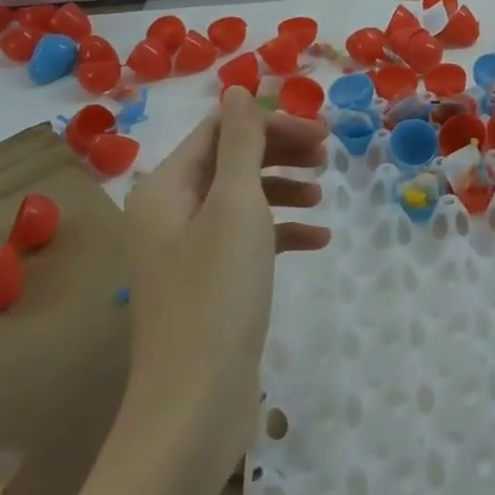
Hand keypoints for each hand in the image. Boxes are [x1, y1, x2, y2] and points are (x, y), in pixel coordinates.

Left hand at [120, 88, 327, 481]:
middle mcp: (169, 212)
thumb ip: (240, 143)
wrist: (194, 406)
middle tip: (328, 154)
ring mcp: (187, 250)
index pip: (220, 130)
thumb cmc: (217, 293)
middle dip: (280, 152)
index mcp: (166, 188)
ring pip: (241, 198)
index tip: (321, 131)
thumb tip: (238, 89)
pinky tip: (317, 241)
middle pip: (230, 161)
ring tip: (324, 195)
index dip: (271, 123)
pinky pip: (247, 239)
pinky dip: (281, 232)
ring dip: (283, 189)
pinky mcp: (208, 282)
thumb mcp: (236, 206)